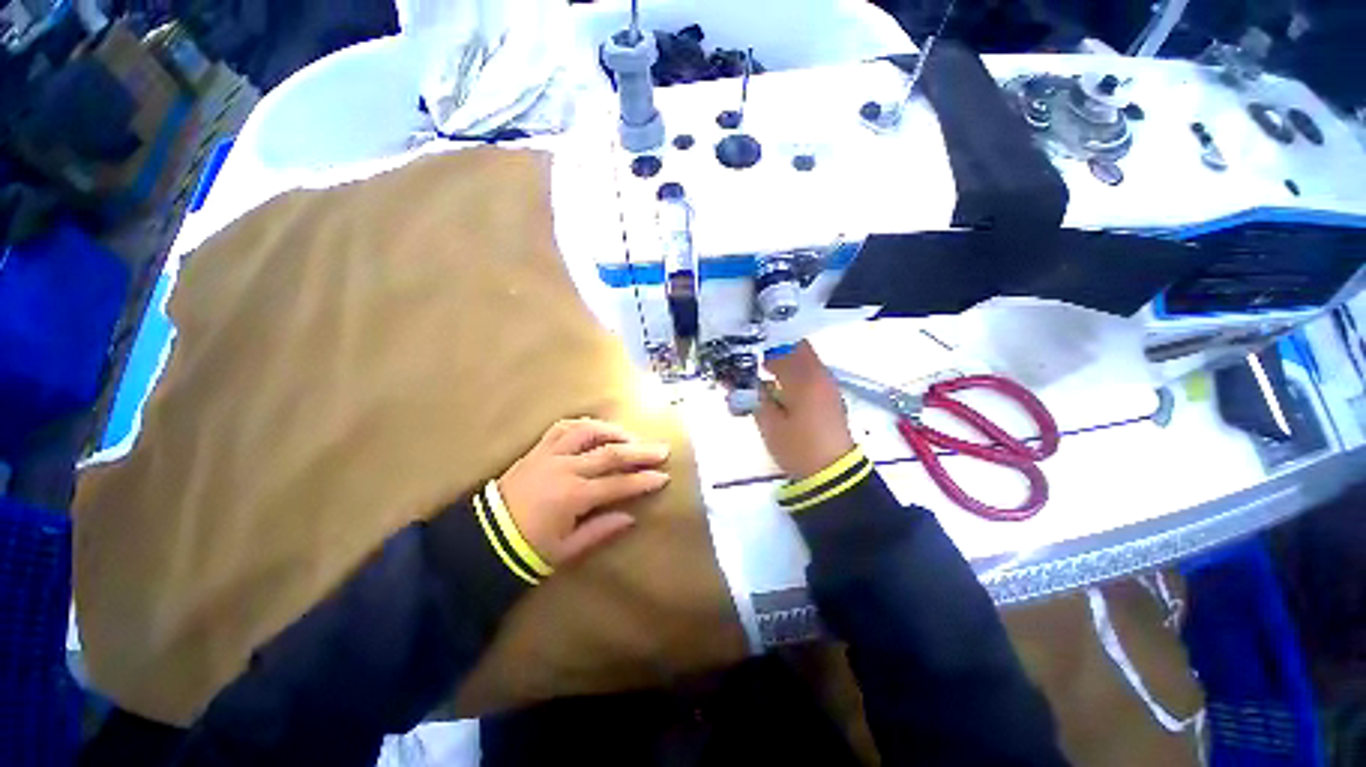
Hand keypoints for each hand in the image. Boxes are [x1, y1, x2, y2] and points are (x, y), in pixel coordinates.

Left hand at [498, 418, 670, 567]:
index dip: (643, 481)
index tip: (664, 476)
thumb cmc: (527, 549)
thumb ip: (600, 531)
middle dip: (640, 452)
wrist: (483, 538)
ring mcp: (550, 455)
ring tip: (631, 437)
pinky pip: (563, 428)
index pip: (618, 484)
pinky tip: (596, 428)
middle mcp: (565, 468)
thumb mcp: (567, 550)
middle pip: (610, 453)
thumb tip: (631, 517)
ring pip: (588, 432)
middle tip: (661, 449)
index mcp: (573, 496)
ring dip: (613, 432)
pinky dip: (584, 425)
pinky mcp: (537, 449)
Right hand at [754, 342, 856, 480]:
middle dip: (774, 350)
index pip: (782, 348)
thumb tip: (739, 381)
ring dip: (785, 360)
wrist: (833, 473)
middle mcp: (819, 374)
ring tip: (763, 372)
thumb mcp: (769, 424)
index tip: (744, 352)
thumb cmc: (798, 448)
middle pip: (797, 347)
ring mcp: (828, 385)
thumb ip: (754, 398)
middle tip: (753, 360)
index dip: (761, 347)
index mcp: (804, 379)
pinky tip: (780, 386)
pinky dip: (795, 372)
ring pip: (805, 359)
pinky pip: (811, 373)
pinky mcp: (830, 396)